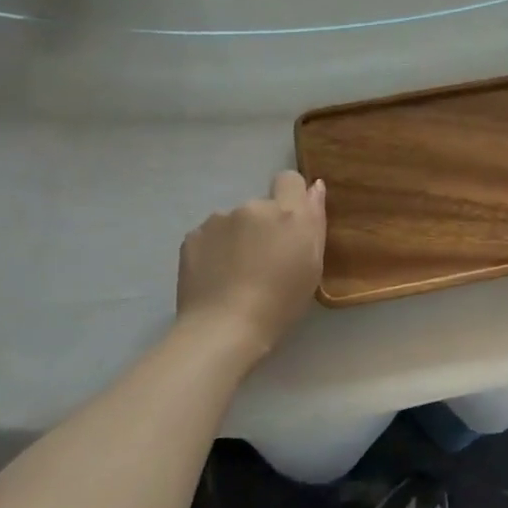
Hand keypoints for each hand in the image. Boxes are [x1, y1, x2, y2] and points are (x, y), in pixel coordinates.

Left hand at [176, 171, 326, 360]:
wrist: (223, 329)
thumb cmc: (280, 303)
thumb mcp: (312, 265)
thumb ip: (314, 221)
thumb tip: (314, 187)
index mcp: (287, 212)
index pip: (289, 179)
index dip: (289, 196)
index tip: (288, 224)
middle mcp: (253, 206)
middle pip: (261, 206)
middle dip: (262, 226)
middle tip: (262, 262)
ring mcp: (219, 219)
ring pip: (233, 222)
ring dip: (237, 238)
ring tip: (234, 274)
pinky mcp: (193, 236)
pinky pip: (210, 236)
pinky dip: (213, 251)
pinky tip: (214, 278)